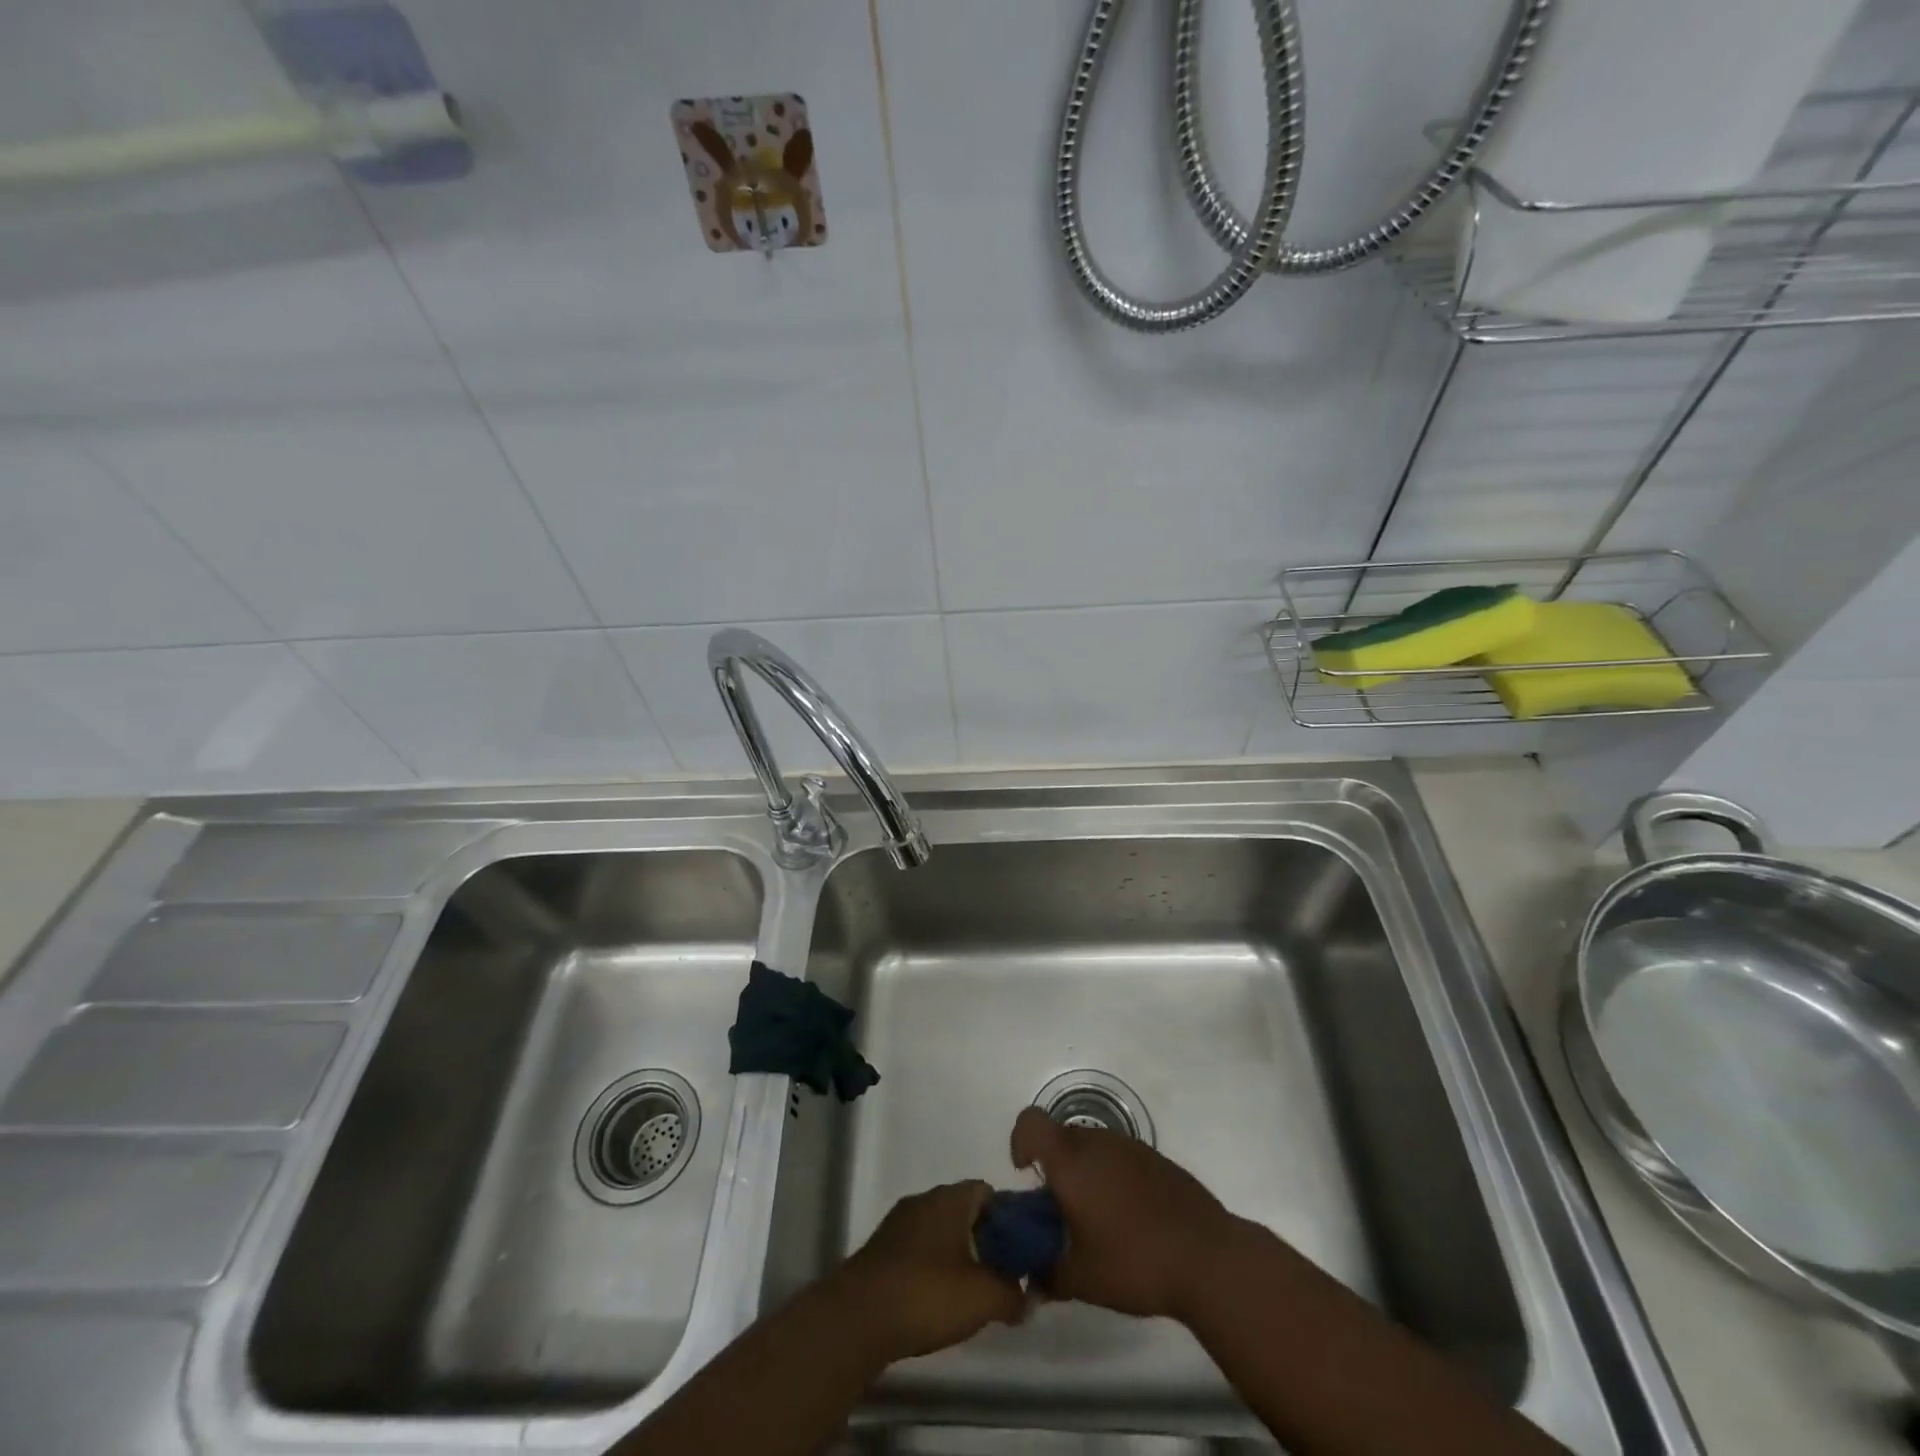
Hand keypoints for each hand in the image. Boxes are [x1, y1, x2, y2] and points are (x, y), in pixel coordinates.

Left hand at [829, 1181, 1025, 1364]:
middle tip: (1002, 1274)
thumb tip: (1029, 1297)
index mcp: (949, 1198)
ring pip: (940, 1231)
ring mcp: (899, 1224)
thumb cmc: (927, 1293)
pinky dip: (934, 1267)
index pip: (987, 1191)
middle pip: (964, 1211)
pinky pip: (919, 1249)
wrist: (857, 1317)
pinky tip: (939, 1301)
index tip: (1021, 1249)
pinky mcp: (882, 1250)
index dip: (1009, 1217)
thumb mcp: (983, 1297)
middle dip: (985, 1239)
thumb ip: (1013, 1294)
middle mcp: (924, 1200)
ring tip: (974, 1293)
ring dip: (959, 1255)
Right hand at [1010, 1105, 1242, 1320]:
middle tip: (1062, 1210)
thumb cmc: (1135, 1262)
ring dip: (1085, 1172)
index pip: (1031, 1122)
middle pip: (1061, 1136)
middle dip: (1054, 1166)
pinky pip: (1121, 1157)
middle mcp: (1098, 1143)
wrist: (1208, 1257)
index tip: (1026, 1173)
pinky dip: (1114, 1178)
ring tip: (1098, 1220)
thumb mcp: (1082, 1280)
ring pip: (1093, 1146)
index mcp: (1072, 1161)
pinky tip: (1131, 1220)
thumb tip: (1032, 1281)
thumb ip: (1049, 1276)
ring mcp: (1131, 1147)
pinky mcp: (1157, 1159)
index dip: (1020, 1140)